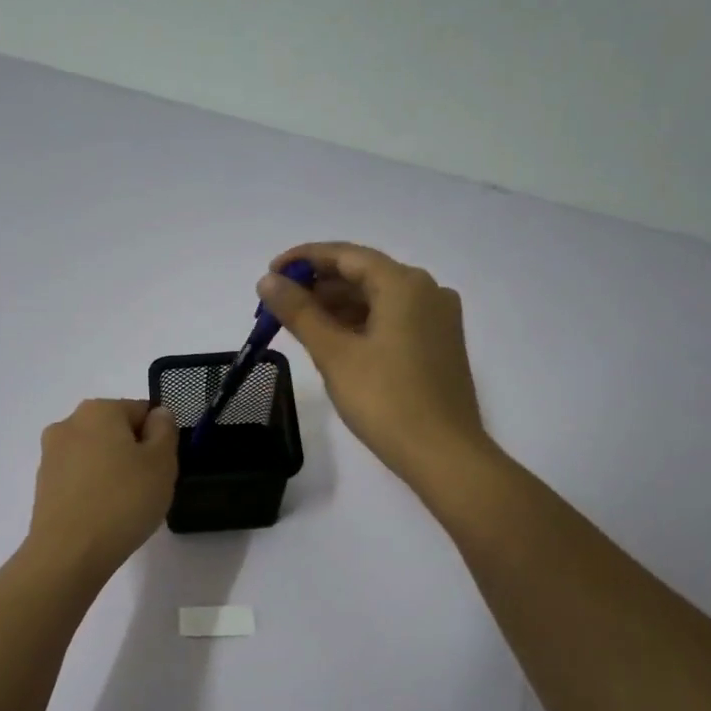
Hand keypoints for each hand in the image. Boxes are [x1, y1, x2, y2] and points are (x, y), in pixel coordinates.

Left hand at [25, 399, 178, 577]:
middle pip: (115, 431)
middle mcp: (69, 423)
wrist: (69, 554)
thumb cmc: (123, 501)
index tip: (162, 468)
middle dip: (134, 453)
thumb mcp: (161, 463)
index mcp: (98, 409)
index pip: (141, 411)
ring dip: (113, 471)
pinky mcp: (43, 484)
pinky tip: (103, 515)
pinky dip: (94, 489)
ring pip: (96, 455)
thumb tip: (158, 414)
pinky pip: (79, 477)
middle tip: (148, 487)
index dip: (159, 438)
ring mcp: (50, 454)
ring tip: (124, 506)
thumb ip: (165, 430)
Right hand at [256, 243, 490, 489]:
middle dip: (318, 287)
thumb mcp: (334, 354)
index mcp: (405, 284)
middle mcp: (427, 291)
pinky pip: (392, 320)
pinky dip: (360, 324)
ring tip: (298, 325)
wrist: (443, 454)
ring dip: (337, 307)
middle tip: (278, 306)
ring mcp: (437, 319)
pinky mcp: (438, 345)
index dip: (304, 259)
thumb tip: (267, 281)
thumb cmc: (386, 400)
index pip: (346, 255)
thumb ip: (299, 312)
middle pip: (363, 274)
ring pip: (377, 299)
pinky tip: (333, 342)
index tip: (270, 273)